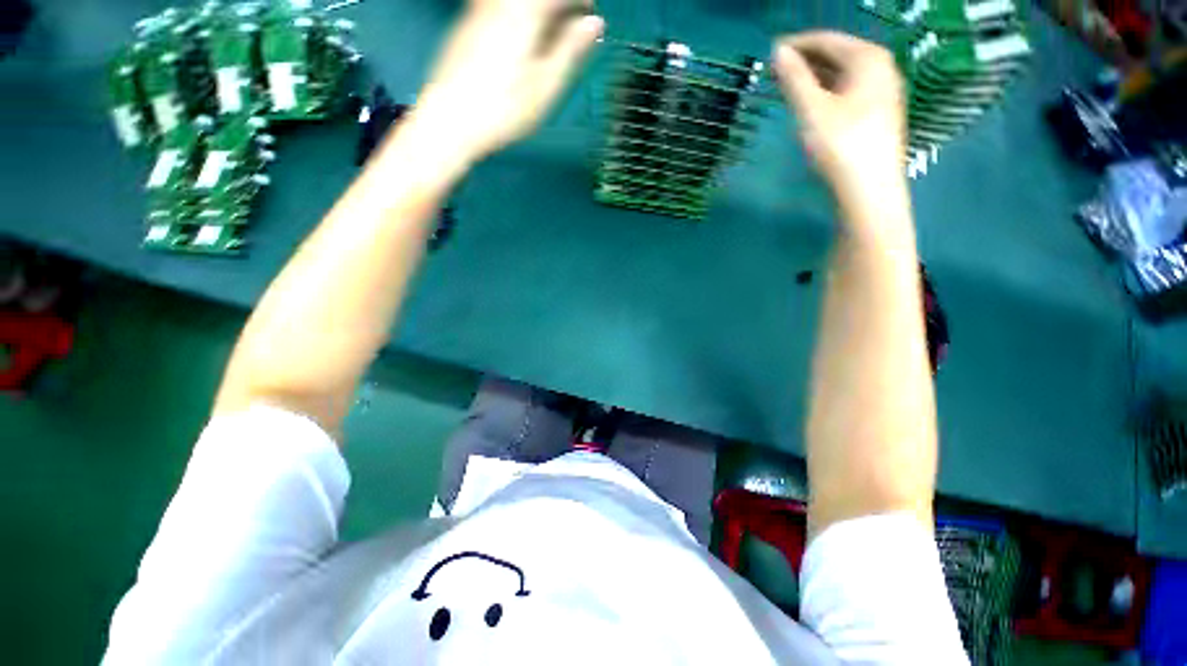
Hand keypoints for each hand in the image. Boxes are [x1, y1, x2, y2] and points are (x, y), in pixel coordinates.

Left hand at [411, 0, 604, 163]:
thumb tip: (594, 24)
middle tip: (573, 22)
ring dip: (539, 12)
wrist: (451, 120)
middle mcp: (500, 3)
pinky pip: (498, 8)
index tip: (592, 11)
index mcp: (525, 12)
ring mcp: (479, 11)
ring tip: (551, 32)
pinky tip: (523, 37)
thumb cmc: (504, 109)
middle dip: (559, 6)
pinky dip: (520, 15)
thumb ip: (570, 50)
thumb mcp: (546, 84)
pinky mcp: (466, 26)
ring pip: (516, 3)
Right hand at [773, 32, 905, 200]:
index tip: (771, 53)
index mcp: (868, 58)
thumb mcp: (811, 109)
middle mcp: (881, 68)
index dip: (797, 44)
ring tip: (790, 87)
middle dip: (806, 60)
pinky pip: (849, 92)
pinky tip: (813, 105)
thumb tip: (778, 51)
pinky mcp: (879, 114)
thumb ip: (794, 78)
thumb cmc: (840, 145)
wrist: (868, 188)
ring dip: (815, 78)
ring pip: (843, 75)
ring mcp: (883, 92)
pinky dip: (828, 92)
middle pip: (837, 55)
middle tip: (777, 72)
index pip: (827, 40)